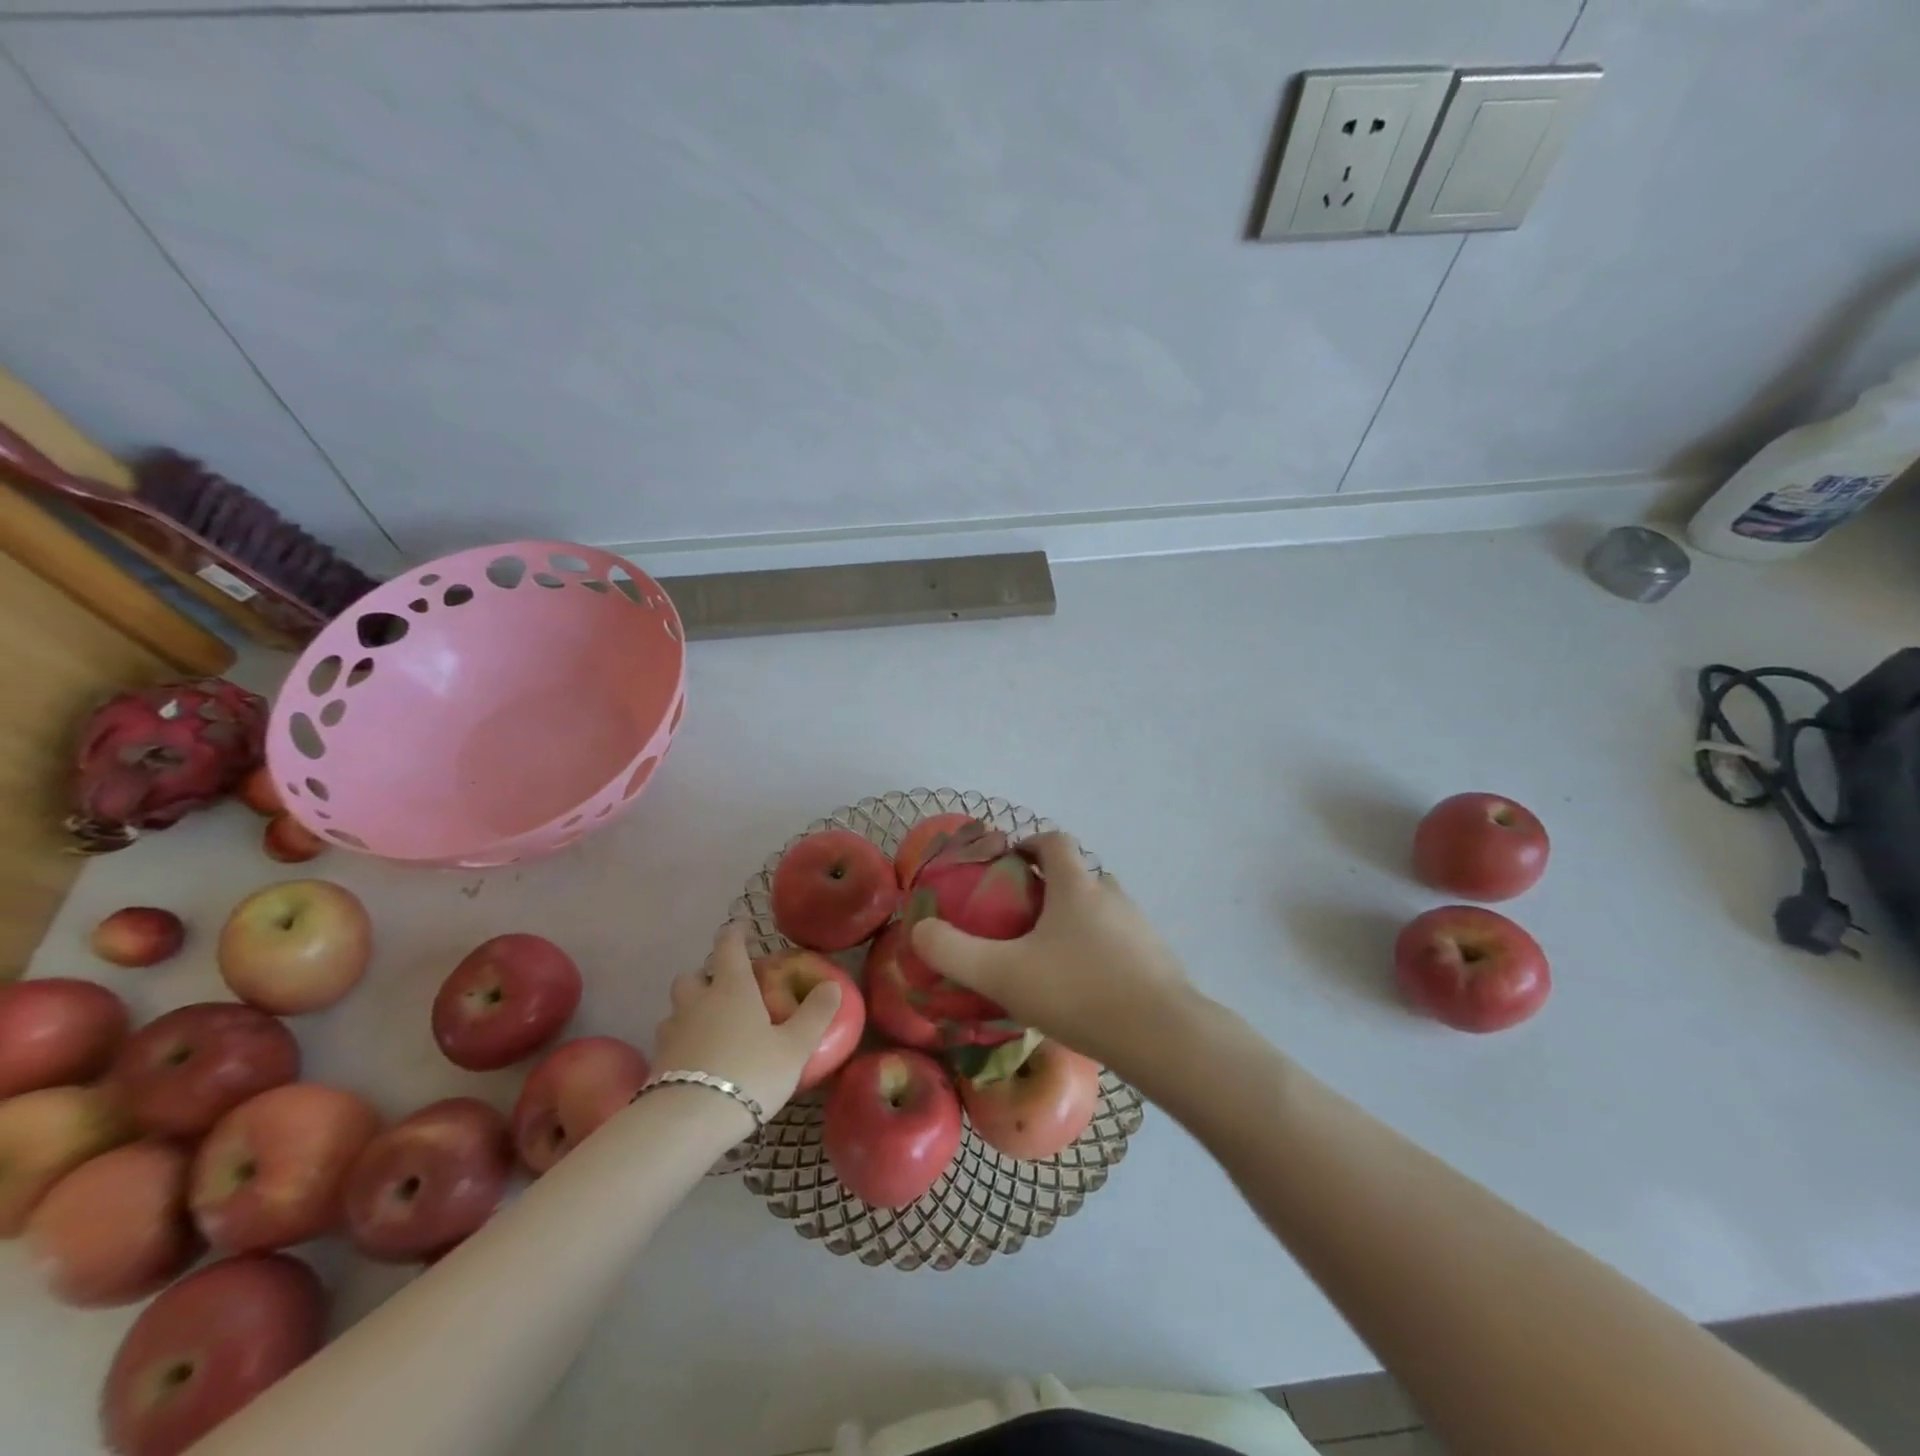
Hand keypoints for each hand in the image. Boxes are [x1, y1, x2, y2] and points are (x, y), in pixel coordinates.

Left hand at [653, 925, 841, 1123]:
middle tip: (726, 988)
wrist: (687, 1122)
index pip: (729, 946)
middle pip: (692, 975)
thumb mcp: (794, 1047)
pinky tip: (697, 1060)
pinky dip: (682, 1041)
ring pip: (677, 1008)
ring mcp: (672, 1032)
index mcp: (731, 988)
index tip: (742, 927)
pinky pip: (670, 1040)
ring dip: (691, 1009)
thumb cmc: (749, 1073)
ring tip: (711, 1027)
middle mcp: (698, 1001)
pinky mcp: (657, 1063)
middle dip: (706, 976)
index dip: (735, 933)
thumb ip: (815, 1015)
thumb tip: (832, 985)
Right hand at [909, 831, 1195, 1076]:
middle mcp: (1111, 895)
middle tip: (1023, 922)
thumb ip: (954, 952)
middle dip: (1051, 889)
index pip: (1054, 842)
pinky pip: (1122, 942)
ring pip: (1103, 910)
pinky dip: (1102, 953)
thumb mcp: (1003, 974)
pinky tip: (1087, 990)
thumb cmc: (1077, 992)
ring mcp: (1140, 927)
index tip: (1009, 865)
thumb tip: (919, 930)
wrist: (1161, 1036)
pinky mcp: (1158, 960)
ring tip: (1053, 960)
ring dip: (1078, 922)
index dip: (1029, 844)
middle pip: (1079, 876)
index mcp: (1076, 887)